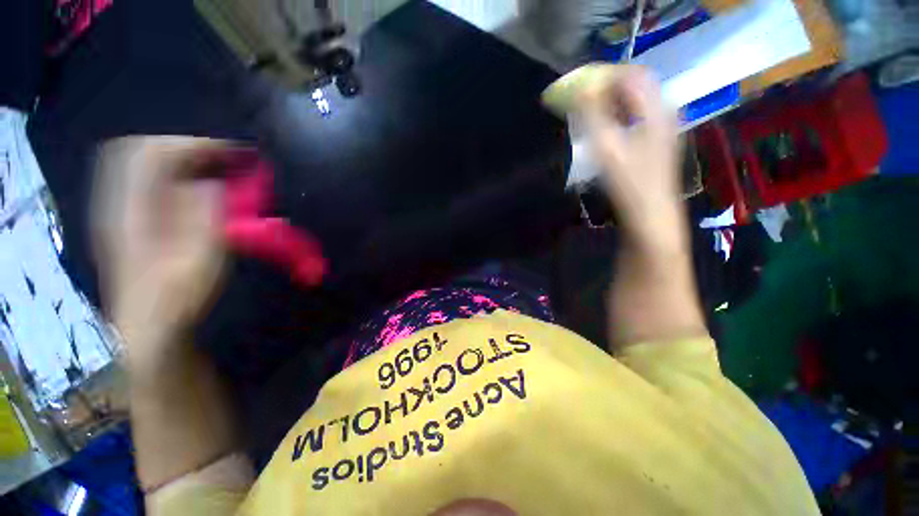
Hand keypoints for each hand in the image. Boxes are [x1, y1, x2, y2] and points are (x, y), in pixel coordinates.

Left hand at [92, 136, 229, 361]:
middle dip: (186, 147)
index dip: (195, 146)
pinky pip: (147, 182)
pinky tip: (199, 188)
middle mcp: (119, 203)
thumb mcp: (199, 260)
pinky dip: (175, 175)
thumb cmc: (177, 298)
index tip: (234, 153)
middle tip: (225, 158)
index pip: (152, 154)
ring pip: (142, 164)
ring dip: (181, 159)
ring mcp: (120, 210)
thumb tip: (213, 183)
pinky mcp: (130, 219)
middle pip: (141, 151)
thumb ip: (204, 217)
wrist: (150, 328)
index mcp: (132, 211)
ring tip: (216, 169)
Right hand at [577, 65, 681, 239]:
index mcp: (656, 108)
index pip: (631, 74)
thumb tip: (579, 89)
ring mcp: (662, 127)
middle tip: (580, 97)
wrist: (650, 214)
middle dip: (605, 86)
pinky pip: (635, 117)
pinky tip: (603, 128)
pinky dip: (616, 115)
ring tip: (587, 111)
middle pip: (634, 85)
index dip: (603, 75)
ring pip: (635, 102)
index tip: (578, 84)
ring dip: (610, 101)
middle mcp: (663, 111)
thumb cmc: (629, 182)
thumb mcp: (607, 147)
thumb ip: (593, 116)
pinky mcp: (655, 141)